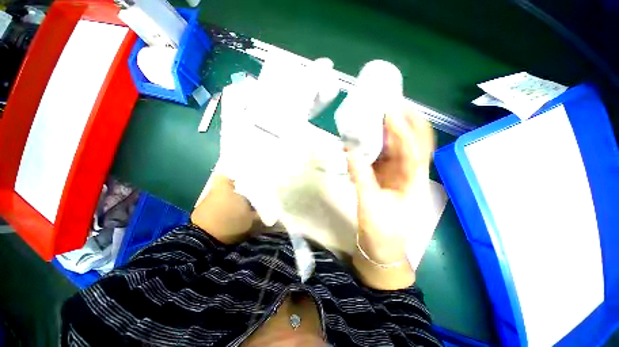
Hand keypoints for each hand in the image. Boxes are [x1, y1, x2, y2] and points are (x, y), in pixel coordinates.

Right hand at [348, 109, 435, 265]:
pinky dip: (376, 144)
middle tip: (391, 103)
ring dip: (389, 130)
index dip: (404, 130)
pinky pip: (383, 154)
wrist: (381, 244)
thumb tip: (351, 153)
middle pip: (412, 142)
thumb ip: (361, 179)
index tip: (391, 112)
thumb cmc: (381, 230)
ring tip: (379, 114)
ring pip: (397, 146)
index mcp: (413, 182)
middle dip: (405, 122)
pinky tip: (366, 136)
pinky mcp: (385, 174)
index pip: (414, 150)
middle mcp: (409, 173)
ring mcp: (397, 173)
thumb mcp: (370, 206)